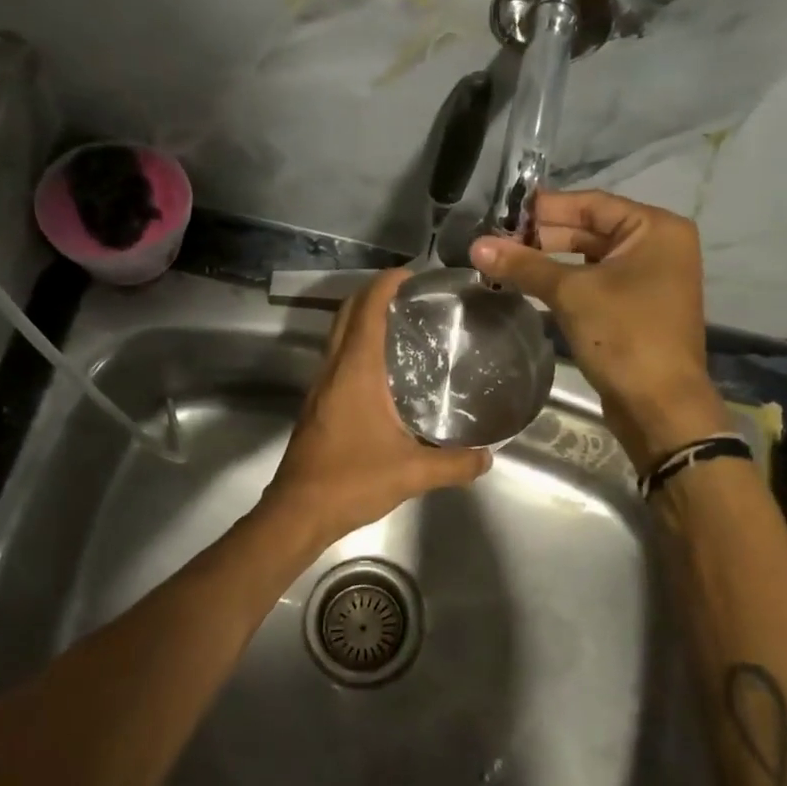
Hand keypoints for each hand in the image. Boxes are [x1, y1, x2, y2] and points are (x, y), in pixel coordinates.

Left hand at [260, 267, 491, 549]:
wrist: (298, 511)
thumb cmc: (351, 481)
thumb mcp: (412, 473)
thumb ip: (455, 464)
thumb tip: (488, 457)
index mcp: (355, 371)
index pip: (368, 310)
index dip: (386, 283)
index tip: (412, 274)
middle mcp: (334, 369)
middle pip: (348, 313)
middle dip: (374, 293)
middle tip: (410, 294)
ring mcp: (320, 386)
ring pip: (338, 334)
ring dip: (362, 318)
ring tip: (400, 323)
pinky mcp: (317, 404)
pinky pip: (337, 357)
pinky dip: (356, 344)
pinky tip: (382, 368)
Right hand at [471, 189, 727, 467]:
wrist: (660, 407)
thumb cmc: (625, 336)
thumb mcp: (571, 293)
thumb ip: (524, 265)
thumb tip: (477, 245)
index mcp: (655, 229)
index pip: (590, 204)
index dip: (544, 208)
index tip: (502, 212)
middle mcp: (657, 246)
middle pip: (589, 229)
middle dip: (542, 236)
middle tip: (496, 241)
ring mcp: (648, 279)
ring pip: (589, 258)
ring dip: (548, 261)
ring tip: (503, 262)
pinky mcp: (635, 307)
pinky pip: (594, 283)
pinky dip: (563, 282)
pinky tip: (527, 285)